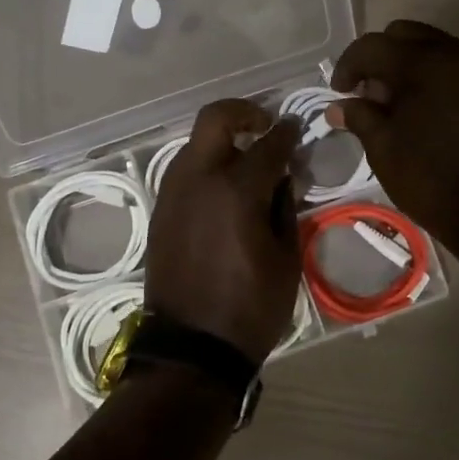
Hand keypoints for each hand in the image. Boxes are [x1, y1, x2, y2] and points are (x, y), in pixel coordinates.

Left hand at [146, 100, 303, 364]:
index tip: (297, 129)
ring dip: (223, 142)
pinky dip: (208, 167)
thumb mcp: (286, 259)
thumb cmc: (250, 307)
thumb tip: (282, 178)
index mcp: (236, 190)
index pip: (268, 144)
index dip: (287, 133)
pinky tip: (226, 192)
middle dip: (244, 112)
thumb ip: (285, 207)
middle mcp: (199, 179)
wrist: (191, 348)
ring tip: (249, 164)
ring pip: (197, 144)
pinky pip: (186, 172)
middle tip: (265, 126)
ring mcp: (173, 193)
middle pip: (216, 119)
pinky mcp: (161, 211)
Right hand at [328, 20, 458, 254]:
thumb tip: (339, 106)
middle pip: (407, 35)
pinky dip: (438, 78)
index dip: (348, 66)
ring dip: (411, 66)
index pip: (372, 46)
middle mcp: (456, 53)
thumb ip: (360, 117)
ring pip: (436, 49)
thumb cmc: (431, 180)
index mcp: (422, 63)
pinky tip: (429, 112)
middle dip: (381, 58)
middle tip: (371, 94)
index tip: (340, 93)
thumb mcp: (384, 150)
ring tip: (400, 105)